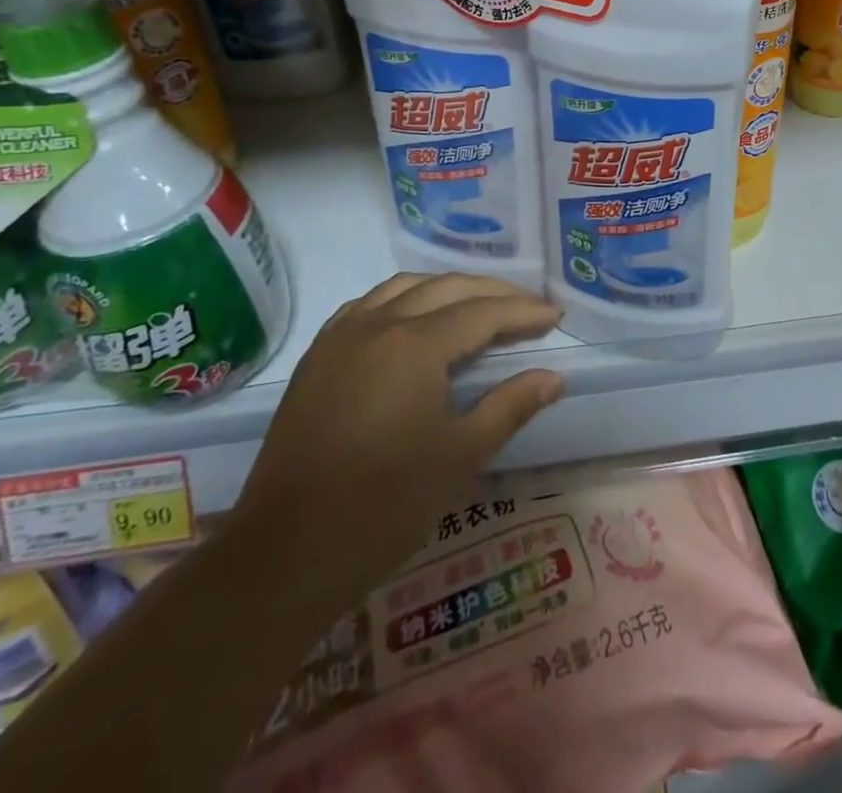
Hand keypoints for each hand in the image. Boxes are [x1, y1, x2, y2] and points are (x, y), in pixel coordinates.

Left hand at [237, 273, 564, 581]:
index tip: (556, 315)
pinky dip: (403, 299)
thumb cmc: (384, 506)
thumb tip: (555, 376)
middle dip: (493, 292)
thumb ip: (510, 406)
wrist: (285, 553)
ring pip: (404, 287)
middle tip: (528, 307)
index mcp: (415, 344)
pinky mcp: (318, 356)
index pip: (483, 312)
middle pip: (446, 287)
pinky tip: (413, 318)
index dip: (523, 311)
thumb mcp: (461, 457)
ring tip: (477, 305)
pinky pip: (368, 305)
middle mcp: (378, 323)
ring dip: (447, 288)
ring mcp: (341, 336)